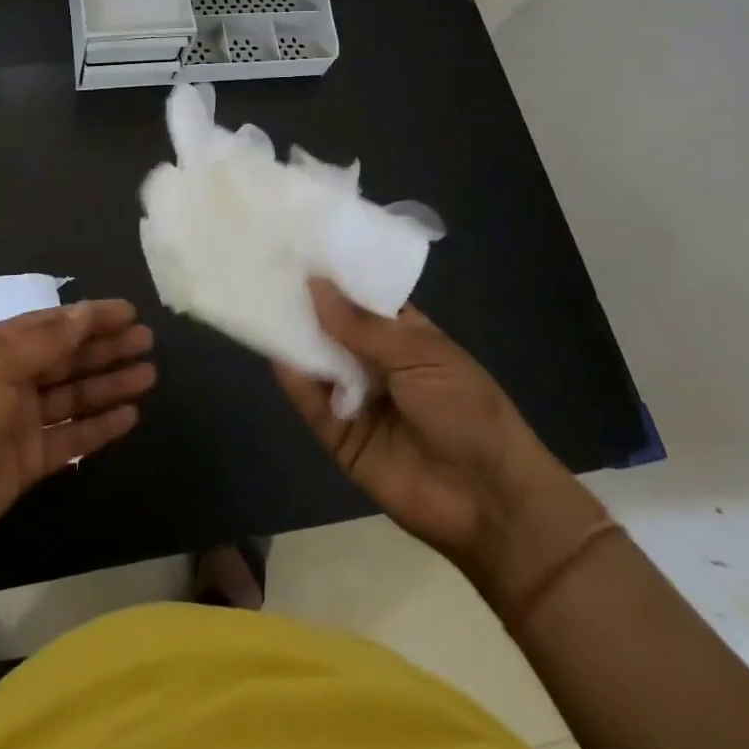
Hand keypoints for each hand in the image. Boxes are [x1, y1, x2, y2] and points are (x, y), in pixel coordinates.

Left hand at [0, 299, 153, 566]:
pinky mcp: (31, 460)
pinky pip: (72, 437)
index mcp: (5, 348)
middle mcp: (17, 378)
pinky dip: (100, 427)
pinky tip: (129, 416)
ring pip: (77, 396)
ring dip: (110, 384)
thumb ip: (47, 340)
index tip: (130, 312)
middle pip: (71, 358)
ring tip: (148, 375)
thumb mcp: (0, 362)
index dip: (93, 317)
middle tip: (148, 341)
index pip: (57, 325)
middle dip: (108, 348)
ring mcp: (25, 421)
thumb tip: (86, 312)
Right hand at [274, 280, 602, 606]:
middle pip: (332, 327)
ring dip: (294, 339)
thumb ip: (363, 325)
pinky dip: (295, 383)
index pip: (361, 297)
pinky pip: (313, 405)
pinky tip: (277, 357)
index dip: (334, 276)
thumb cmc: (467, 411)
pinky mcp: (340, 437)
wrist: (490, 502)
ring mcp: (356, 399)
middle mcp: (375, 362)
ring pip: (317, 363)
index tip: (296, 246)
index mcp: (403, 335)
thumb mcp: (420, 356)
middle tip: (265, 268)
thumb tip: (314, 284)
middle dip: (305, 304)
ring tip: (259, 304)